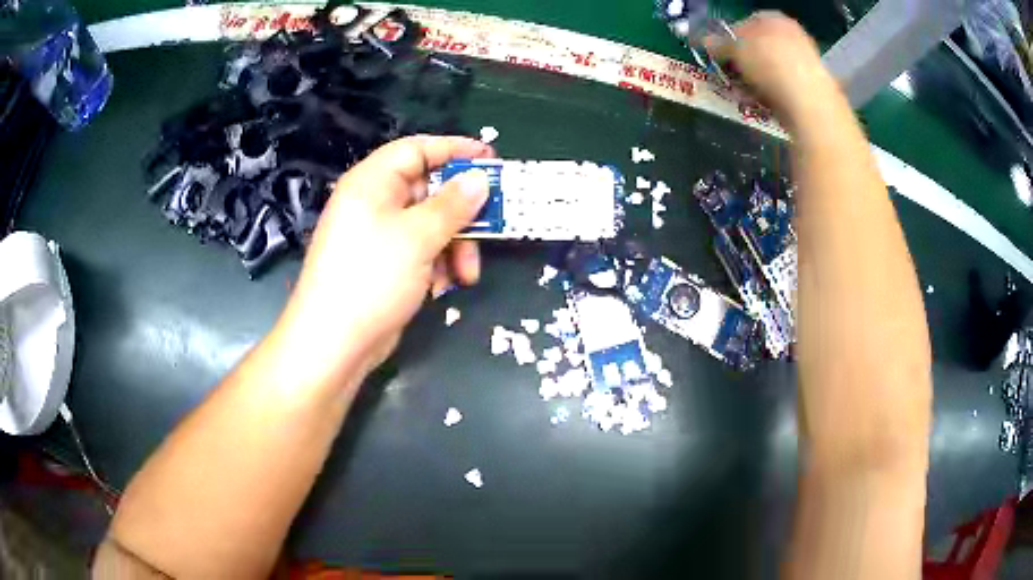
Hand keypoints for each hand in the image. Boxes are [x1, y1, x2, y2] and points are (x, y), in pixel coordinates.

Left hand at [276, 135, 494, 385]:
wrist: (334, 344)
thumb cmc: (371, 278)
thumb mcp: (418, 237)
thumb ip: (453, 205)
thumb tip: (480, 179)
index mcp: (373, 182)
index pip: (417, 149)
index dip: (455, 149)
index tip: (491, 159)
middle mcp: (374, 203)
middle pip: (429, 190)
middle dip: (461, 212)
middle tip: (494, 224)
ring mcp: (378, 236)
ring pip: (430, 225)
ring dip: (455, 245)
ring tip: (467, 273)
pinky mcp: (385, 265)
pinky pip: (421, 251)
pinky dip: (438, 264)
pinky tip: (444, 286)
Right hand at [706, 12, 835, 124]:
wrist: (806, 100)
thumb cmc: (768, 63)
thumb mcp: (734, 49)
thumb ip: (717, 43)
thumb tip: (704, 41)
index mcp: (774, 18)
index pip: (746, 21)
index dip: (730, 36)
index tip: (719, 52)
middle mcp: (793, 35)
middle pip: (761, 45)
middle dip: (745, 59)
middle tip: (730, 73)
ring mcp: (805, 61)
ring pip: (772, 67)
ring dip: (757, 78)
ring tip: (744, 91)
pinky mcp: (812, 87)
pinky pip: (784, 86)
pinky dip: (772, 93)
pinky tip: (763, 102)